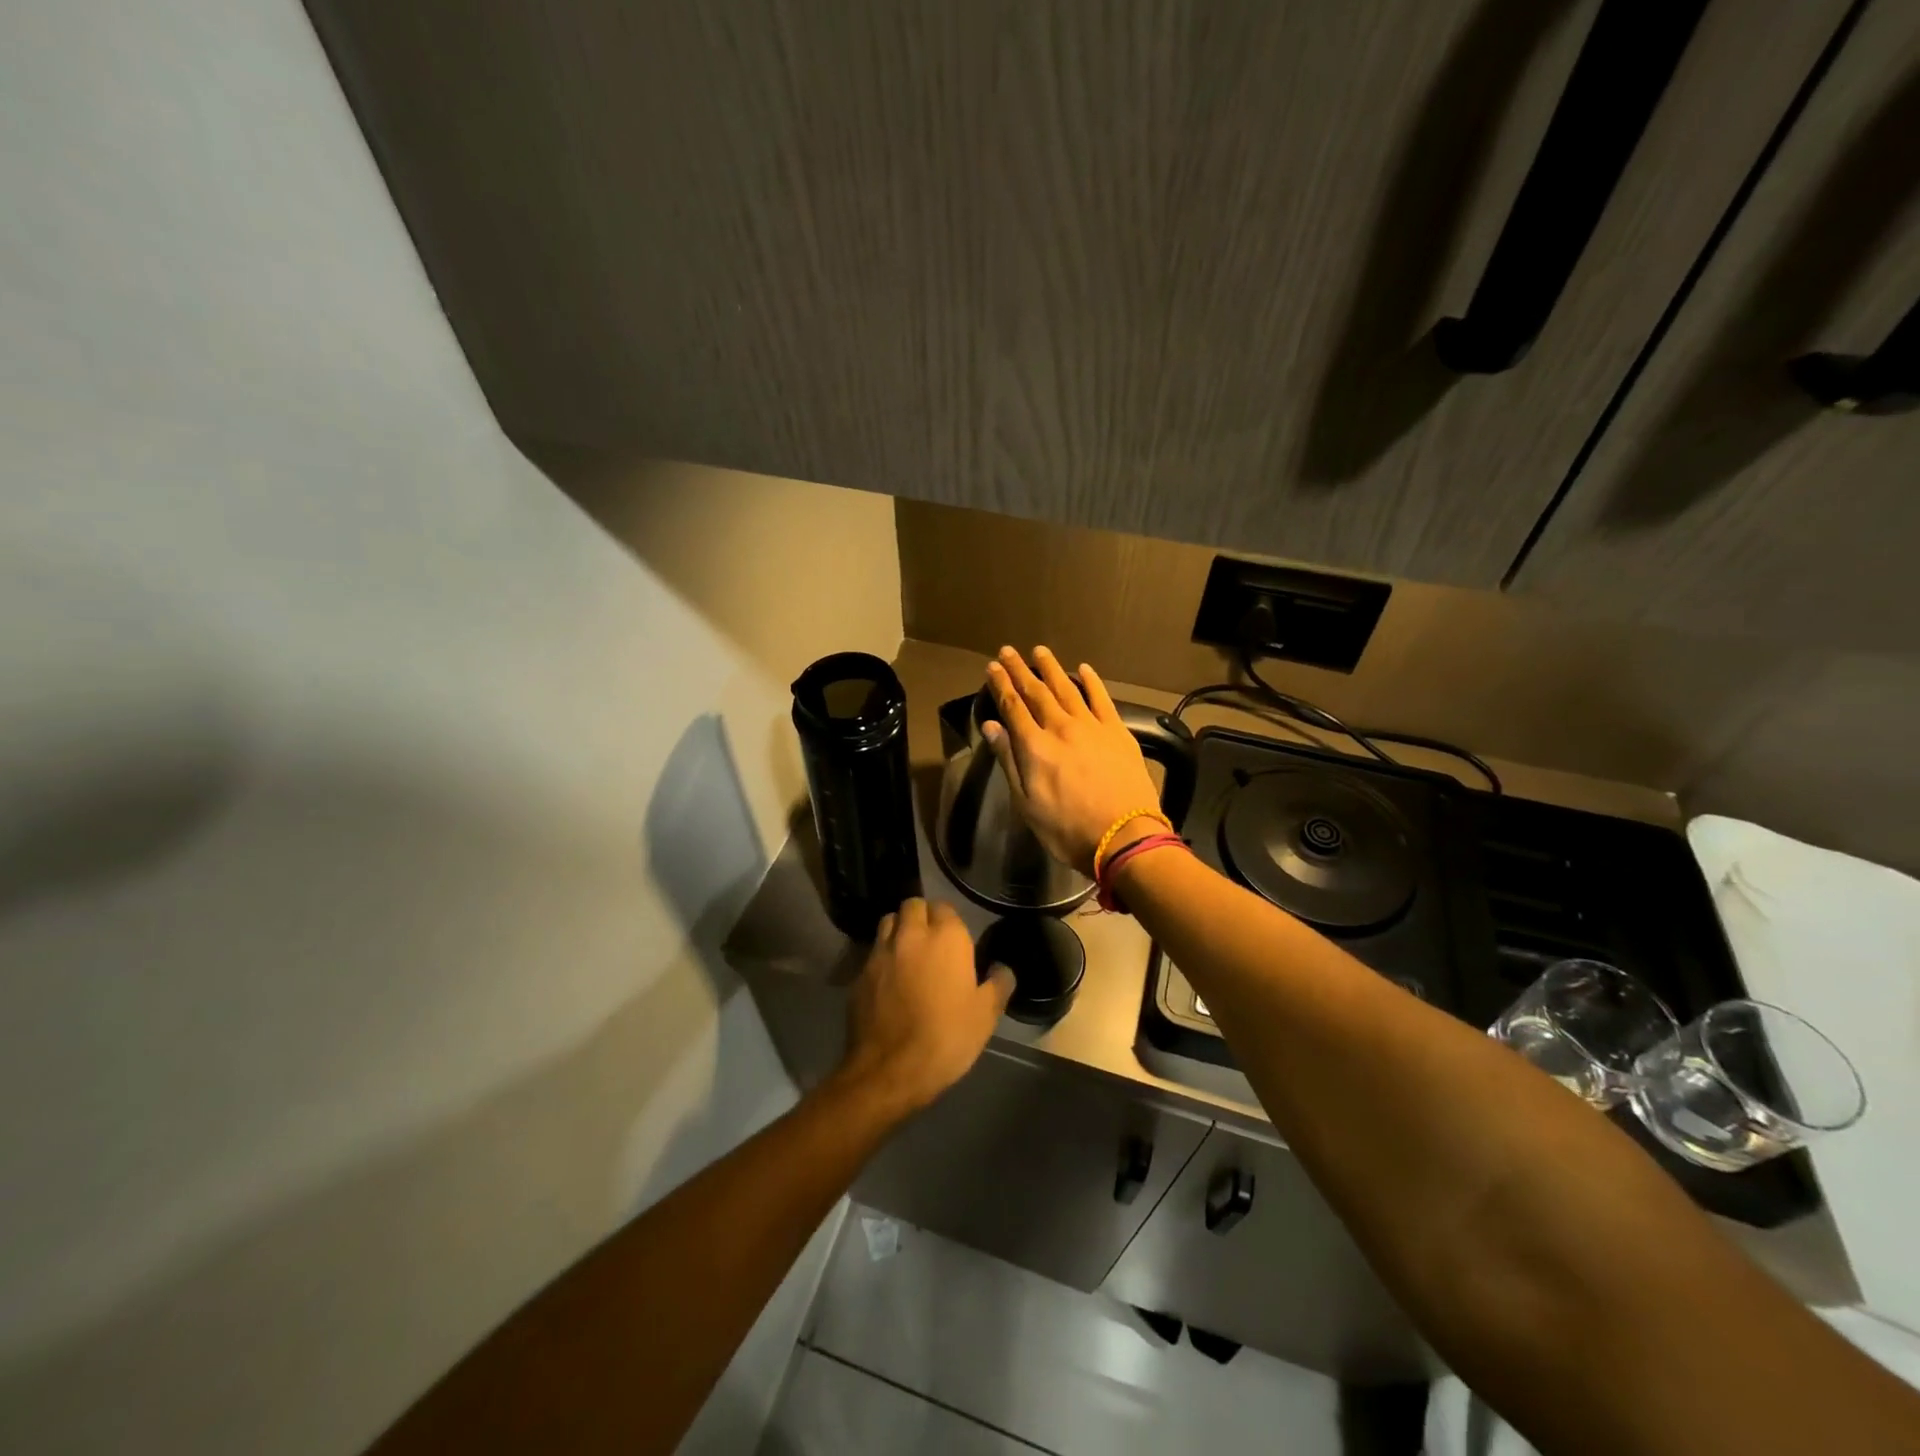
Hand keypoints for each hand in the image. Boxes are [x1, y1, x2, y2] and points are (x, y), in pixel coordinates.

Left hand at [837, 898, 1014, 1114]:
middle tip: (931, 941)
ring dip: (898, 929)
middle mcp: (911, 934)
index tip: (955, 941)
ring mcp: (881, 952)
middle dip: (921, 916)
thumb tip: (1002, 968)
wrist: (890, 1069)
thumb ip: (998, 984)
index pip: (945, 907)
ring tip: (907, 952)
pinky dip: (881, 957)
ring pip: (888, 922)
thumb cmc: (946, 1037)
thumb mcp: (986, 1015)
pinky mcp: (859, 973)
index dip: (949, 921)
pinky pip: (872, 952)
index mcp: (946, 937)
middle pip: (913, 905)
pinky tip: (888, 980)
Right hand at [983, 646, 1162, 875]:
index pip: (1013, 707)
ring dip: (1051, 668)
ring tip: (1040, 651)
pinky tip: (1083, 669)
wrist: (1124, 836)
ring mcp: (1092, 726)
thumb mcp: (1027, 803)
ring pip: (1067, 689)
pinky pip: (1102, 698)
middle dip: (1020, 670)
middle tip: (1008, 651)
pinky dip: (1091, 681)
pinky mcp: (1117, 731)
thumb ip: (1009, 761)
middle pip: (1037, 692)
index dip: (1001, 685)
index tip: (992, 667)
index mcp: (1035, 747)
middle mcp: (1061, 728)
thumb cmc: (1067, 829)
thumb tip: (992, 726)